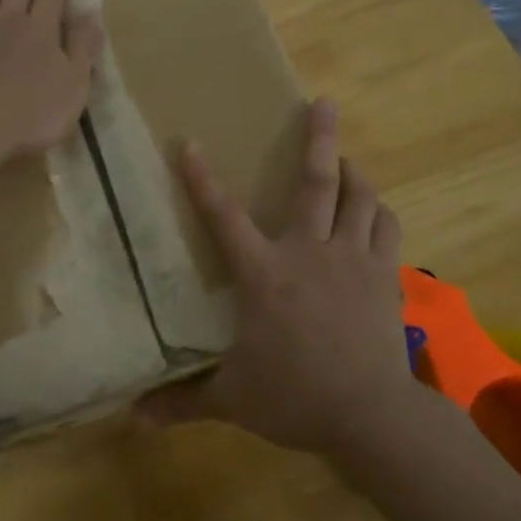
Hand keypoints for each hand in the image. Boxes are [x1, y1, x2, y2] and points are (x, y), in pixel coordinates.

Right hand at [140, 98, 414, 456]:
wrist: (369, 414)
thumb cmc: (294, 397)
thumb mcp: (232, 399)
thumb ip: (184, 401)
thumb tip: (134, 418)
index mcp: (264, 274)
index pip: (224, 217)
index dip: (202, 179)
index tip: (189, 143)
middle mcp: (309, 252)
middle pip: (316, 183)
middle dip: (319, 138)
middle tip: (324, 103)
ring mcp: (353, 259)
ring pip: (360, 198)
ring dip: (354, 173)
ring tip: (347, 160)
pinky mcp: (384, 274)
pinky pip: (387, 227)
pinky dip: (379, 212)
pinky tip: (374, 210)